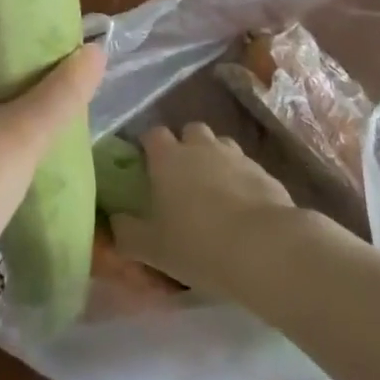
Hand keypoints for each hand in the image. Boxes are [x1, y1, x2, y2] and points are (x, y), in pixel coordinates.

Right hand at [111, 123, 296, 295]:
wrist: (264, 248)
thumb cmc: (198, 244)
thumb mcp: (151, 248)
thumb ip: (126, 233)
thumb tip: (114, 221)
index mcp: (168, 158)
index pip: (152, 134)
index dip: (149, 146)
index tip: (147, 166)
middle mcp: (200, 147)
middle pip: (190, 131)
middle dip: (186, 146)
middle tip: (183, 177)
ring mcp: (236, 156)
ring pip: (221, 145)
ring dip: (215, 160)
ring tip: (214, 192)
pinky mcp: (265, 173)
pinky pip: (247, 168)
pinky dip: (242, 180)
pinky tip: (243, 209)